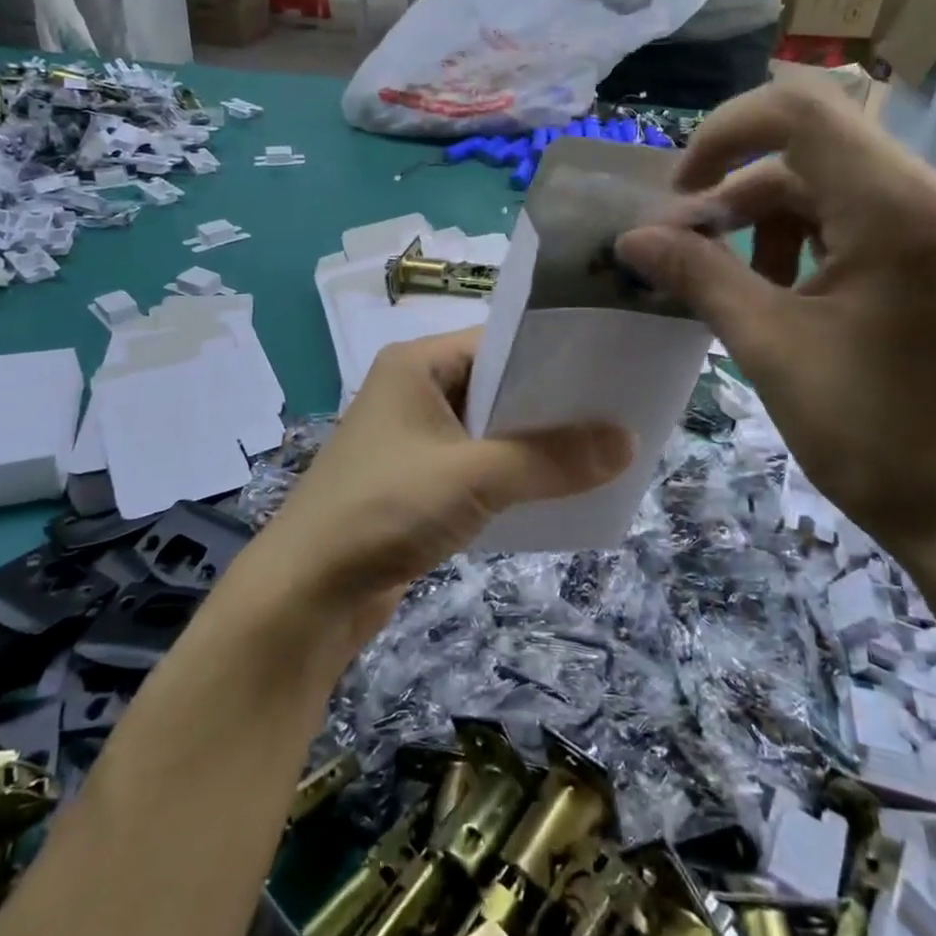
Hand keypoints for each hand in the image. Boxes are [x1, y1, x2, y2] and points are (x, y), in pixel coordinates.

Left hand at [250, 331, 631, 636]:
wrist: (306, 594)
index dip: (557, 355)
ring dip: (537, 445)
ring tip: (604, 451)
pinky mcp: (418, 482)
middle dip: (555, 405)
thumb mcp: (473, 477)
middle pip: (500, 386)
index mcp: (418, 364)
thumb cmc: (384, 510)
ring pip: (492, 430)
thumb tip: (629, 442)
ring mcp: (415, 439)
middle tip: (622, 413)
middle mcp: (416, 391)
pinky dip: (515, 476)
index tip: (615, 368)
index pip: (502, 342)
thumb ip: (551, 459)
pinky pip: (479, 467)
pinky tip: (560, 490)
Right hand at [613, 75, 935, 566]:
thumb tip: (633, 238)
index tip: (677, 194)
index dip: (721, 136)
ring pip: (834, 189)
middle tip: (686, 259)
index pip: (797, 110)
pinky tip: (789, 299)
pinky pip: (866, 217)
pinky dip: (812, 244)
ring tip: (739, 292)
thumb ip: (699, 276)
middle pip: (809, 157)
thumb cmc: (877, 435)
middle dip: (736, 202)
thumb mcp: (771, 348)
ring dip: (770, 228)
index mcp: (900, 204)